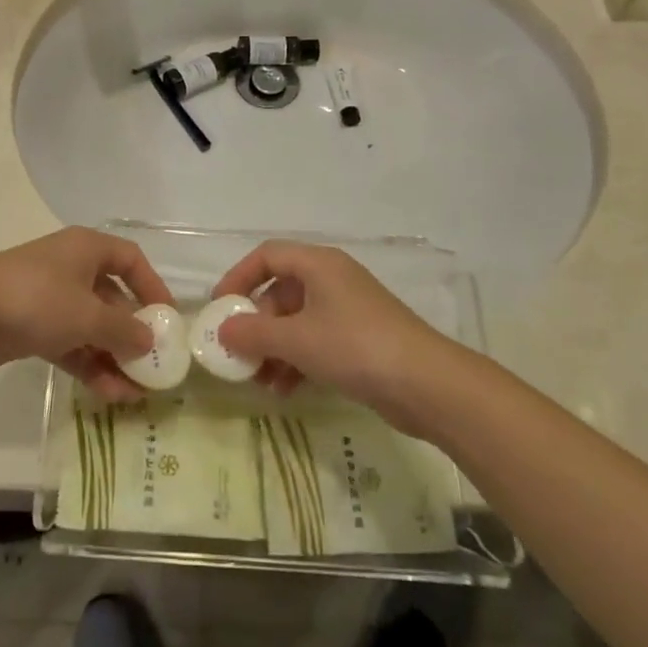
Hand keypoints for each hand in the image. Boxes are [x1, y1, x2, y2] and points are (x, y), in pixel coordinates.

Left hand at [0, 228, 174, 400]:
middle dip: (132, 334)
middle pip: (112, 298)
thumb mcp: (88, 314)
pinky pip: (71, 343)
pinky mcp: (33, 325)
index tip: (168, 319)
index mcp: (87, 249)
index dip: (152, 286)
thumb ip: (123, 330)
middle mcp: (72, 268)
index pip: (131, 259)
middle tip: (153, 368)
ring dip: (113, 357)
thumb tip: (150, 340)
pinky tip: (108, 393)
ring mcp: (50, 297)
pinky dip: (89, 364)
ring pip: (91, 326)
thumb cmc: (37, 299)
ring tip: (134, 394)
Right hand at [213, 240, 456, 431]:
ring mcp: (348, 309)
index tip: (220, 307)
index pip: (267, 256)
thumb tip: (222, 329)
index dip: (239, 277)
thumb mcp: (297, 340)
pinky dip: (297, 360)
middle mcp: (332, 279)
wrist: (428, 384)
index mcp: (318, 264)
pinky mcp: (360, 339)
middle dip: (257, 323)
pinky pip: (317, 341)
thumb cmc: (355, 347)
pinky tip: (285, 390)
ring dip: (274, 348)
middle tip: (239, 353)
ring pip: (298, 320)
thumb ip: (254, 332)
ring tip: (259, 381)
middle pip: (281, 291)